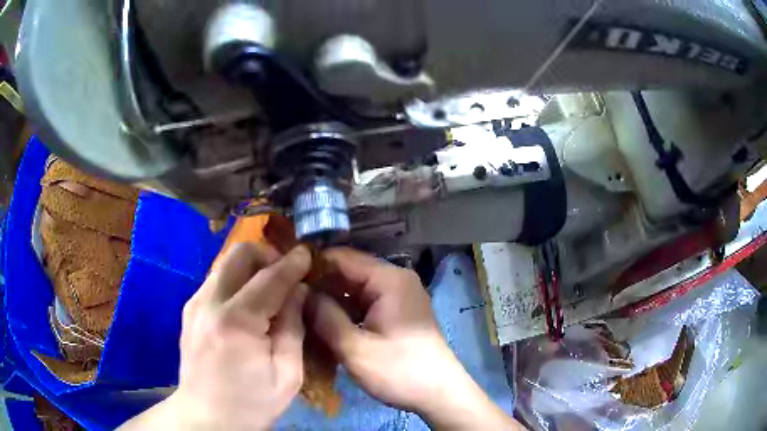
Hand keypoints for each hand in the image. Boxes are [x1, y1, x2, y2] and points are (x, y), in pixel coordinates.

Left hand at [120, 243, 311, 430]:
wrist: (206, 417)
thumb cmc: (250, 404)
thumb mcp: (287, 375)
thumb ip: (294, 328)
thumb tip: (299, 292)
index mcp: (236, 322)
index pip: (269, 278)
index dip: (292, 263)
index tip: (308, 254)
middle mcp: (209, 303)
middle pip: (239, 254)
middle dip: (267, 255)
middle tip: (286, 275)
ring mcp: (195, 304)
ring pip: (225, 263)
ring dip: (251, 268)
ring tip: (269, 290)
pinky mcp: (189, 310)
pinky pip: (216, 280)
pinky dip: (236, 282)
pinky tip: (247, 306)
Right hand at [310, 248, 522, 429]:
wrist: (440, 394)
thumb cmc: (400, 371)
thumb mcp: (355, 348)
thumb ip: (324, 316)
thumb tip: (300, 292)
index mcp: (389, 279)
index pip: (342, 257)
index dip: (312, 265)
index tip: (285, 278)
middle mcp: (395, 280)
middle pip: (349, 272)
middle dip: (320, 284)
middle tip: (289, 298)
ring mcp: (398, 297)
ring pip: (355, 289)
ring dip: (331, 299)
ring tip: (300, 310)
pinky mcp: (397, 313)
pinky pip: (365, 303)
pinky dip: (345, 311)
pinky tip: (324, 322)